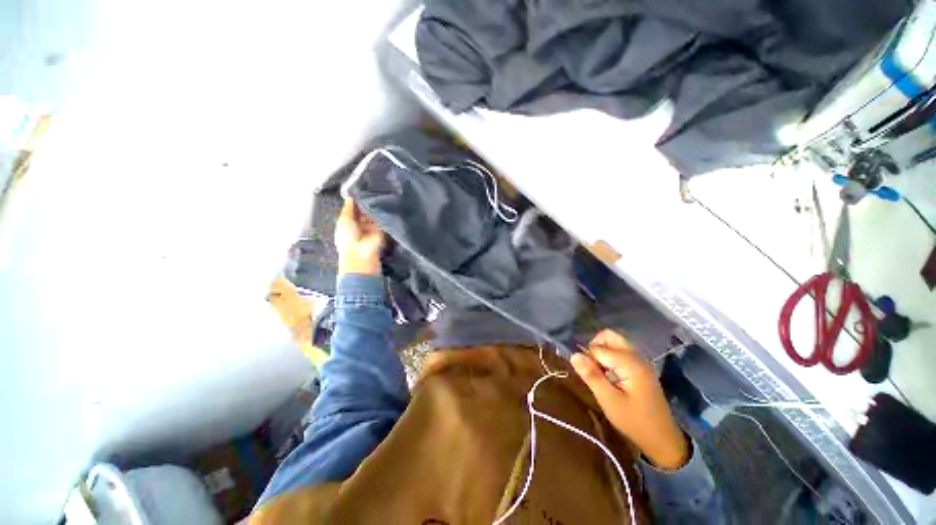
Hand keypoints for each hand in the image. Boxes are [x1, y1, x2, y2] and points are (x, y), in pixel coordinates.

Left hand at [335, 198, 383, 275]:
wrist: (361, 254)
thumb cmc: (347, 238)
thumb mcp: (344, 220)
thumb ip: (348, 208)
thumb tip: (350, 196)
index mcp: (348, 222)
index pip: (352, 209)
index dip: (355, 201)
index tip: (358, 189)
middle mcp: (360, 224)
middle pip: (363, 210)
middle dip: (364, 203)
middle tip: (367, 191)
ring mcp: (371, 227)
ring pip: (372, 214)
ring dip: (372, 207)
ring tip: (374, 196)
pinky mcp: (381, 229)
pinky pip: (381, 219)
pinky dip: (380, 213)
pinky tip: (381, 204)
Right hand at [571, 330, 688, 469]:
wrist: (663, 440)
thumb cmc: (634, 421)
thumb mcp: (608, 401)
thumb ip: (591, 375)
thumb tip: (573, 355)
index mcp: (630, 363)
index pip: (599, 348)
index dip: (589, 358)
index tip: (589, 376)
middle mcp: (637, 356)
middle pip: (609, 336)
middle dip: (595, 347)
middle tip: (592, 368)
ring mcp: (641, 361)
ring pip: (615, 342)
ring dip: (603, 351)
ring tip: (600, 372)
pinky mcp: (641, 367)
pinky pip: (621, 351)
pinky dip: (611, 356)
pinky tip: (610, 375)